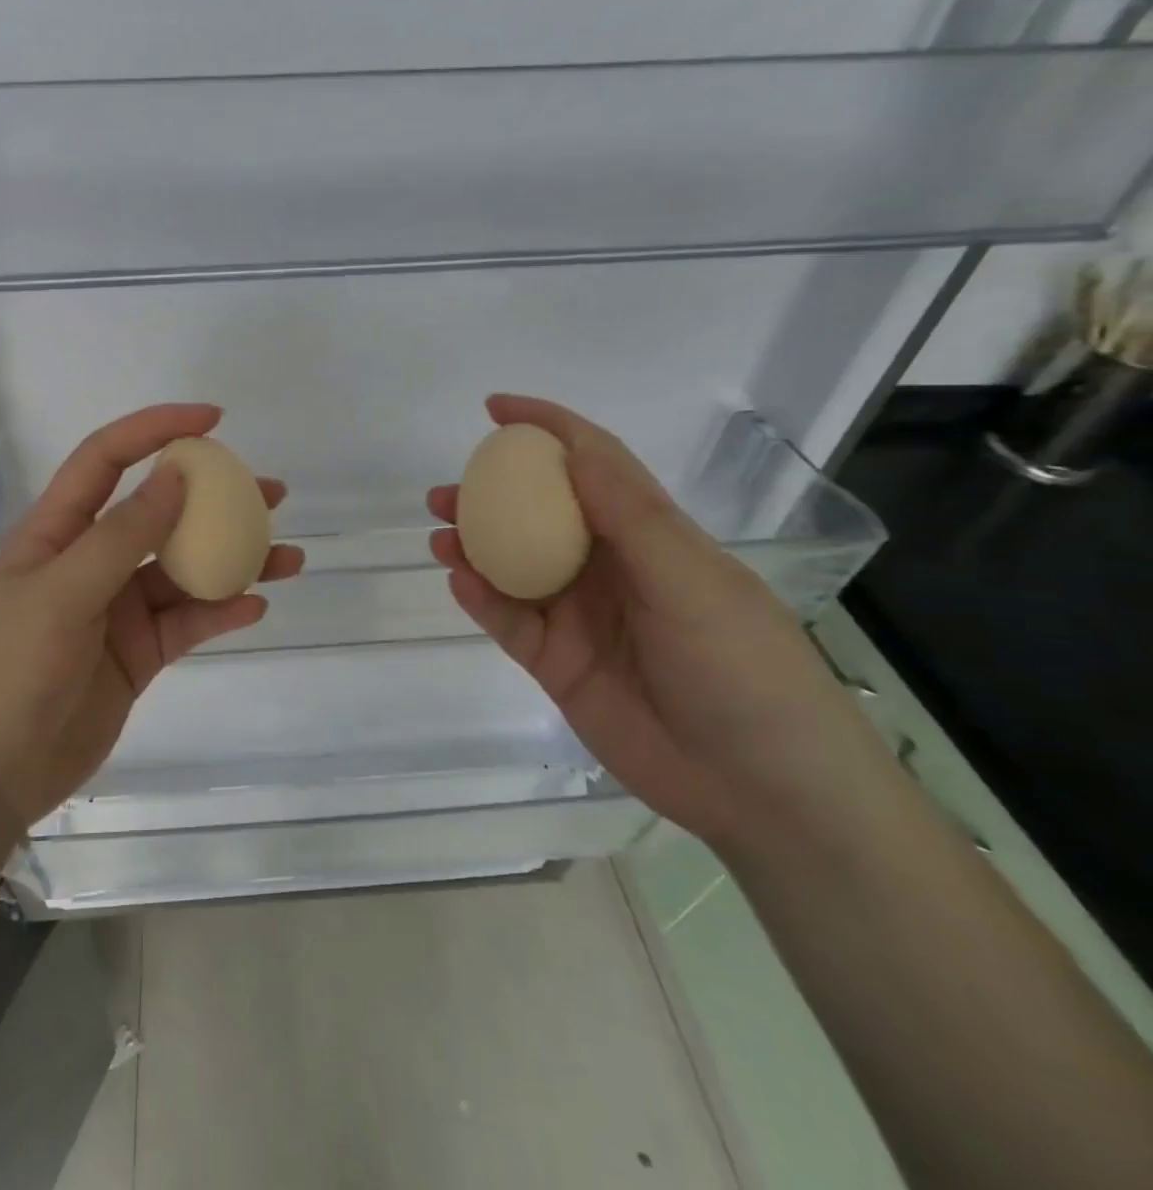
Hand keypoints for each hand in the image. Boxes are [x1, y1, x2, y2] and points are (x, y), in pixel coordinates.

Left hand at [0, 404, 303, 832]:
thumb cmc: (4, 673)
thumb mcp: (59, 595)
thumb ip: (120, 537)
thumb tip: (175, 476)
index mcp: (56, 533)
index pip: (106, 460)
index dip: (155, 430)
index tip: (213, 421)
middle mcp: (88, 563)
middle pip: (157, 514)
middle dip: (212, 497)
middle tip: (271, 492)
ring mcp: (114, 612)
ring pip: (182, 572)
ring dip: (231, 560)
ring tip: (287, 554)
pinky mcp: (135, 656)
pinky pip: (185, 624)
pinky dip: (219, 613)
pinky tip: (256, 605)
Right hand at [428, 395, 895, 852]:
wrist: (760, 790)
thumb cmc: (743, 668)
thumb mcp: (692, 581)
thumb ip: (628, 516)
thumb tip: (572, 448)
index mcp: (650, 536)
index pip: (593, 464)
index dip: (547, 429)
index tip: (496, 410)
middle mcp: (608, 568)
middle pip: (538, 515)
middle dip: (491, 494)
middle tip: (446, 490)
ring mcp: (578, 616)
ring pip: (513, 567)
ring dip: (474, 545)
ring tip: (439, 532)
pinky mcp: (556, 662)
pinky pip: (508, 620)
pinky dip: (481, 599)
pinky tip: (460, 581)